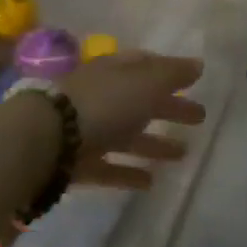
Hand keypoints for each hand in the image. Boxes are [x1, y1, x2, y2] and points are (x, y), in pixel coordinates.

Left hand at [56, 51, 204, 190]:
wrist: (46, 140)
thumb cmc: (102, 103)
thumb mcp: (145, 83)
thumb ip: (172, 74)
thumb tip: (198, 64)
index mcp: (114, 71)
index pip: (145, 66)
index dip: (169, 71)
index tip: (193, 80)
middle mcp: (101, 97)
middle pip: (140, 101)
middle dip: (169, 107)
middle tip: (200, 117)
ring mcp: (87, 130)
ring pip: (127, 135)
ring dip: (154, 143)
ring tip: (183, 154)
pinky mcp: (78, 163)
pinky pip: (110, 167)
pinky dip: (129, 172)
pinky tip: (151, 182)